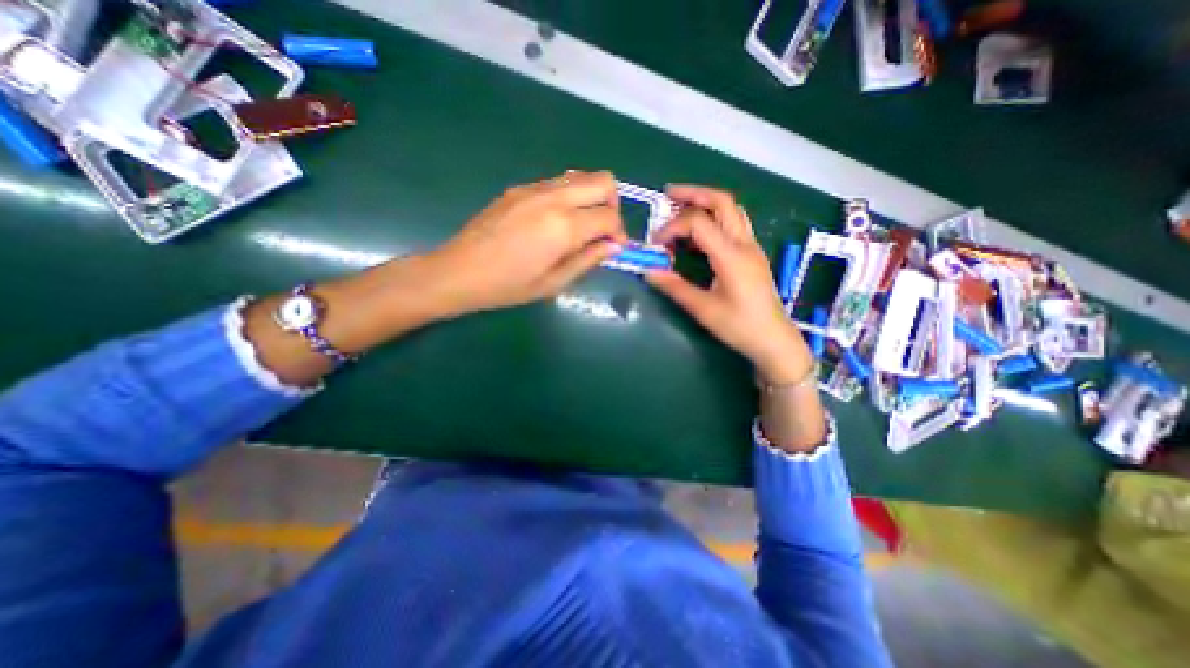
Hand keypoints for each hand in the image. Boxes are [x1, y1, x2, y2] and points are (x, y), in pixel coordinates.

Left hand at [428, 171, 631, 315]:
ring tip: (581, 226)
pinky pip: (558, 183)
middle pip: (603, 181)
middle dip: (612, 205)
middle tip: (602, 231)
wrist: (459, 271)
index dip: (619, 233)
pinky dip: (570, 197)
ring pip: (581, 177)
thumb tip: (614, 247)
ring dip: (591, 198)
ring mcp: (534, 188)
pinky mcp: (520, 188)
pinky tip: (556, 223)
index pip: (609, 216)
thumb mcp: (554, 282)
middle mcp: (553, 198)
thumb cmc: (508, 286)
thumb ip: (588, 260)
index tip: (613, 249)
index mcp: (564, 226)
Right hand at [648, 183, 812, 380]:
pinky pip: (734, 224)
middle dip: (693, 194)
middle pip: (722, 202)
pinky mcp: (752, 254)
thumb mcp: (703, 309)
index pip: (698, 223)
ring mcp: (751, 247)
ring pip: (731, 210)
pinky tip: (699, 233)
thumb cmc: (739, 327)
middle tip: (668, 195)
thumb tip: (648, 271)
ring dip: (706, 202)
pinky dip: (714, 218)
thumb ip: (674, 287)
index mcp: (731, 256)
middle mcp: (744, 244)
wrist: (773, 340)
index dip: (673, 227)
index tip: (656, 245)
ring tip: (681, 207)